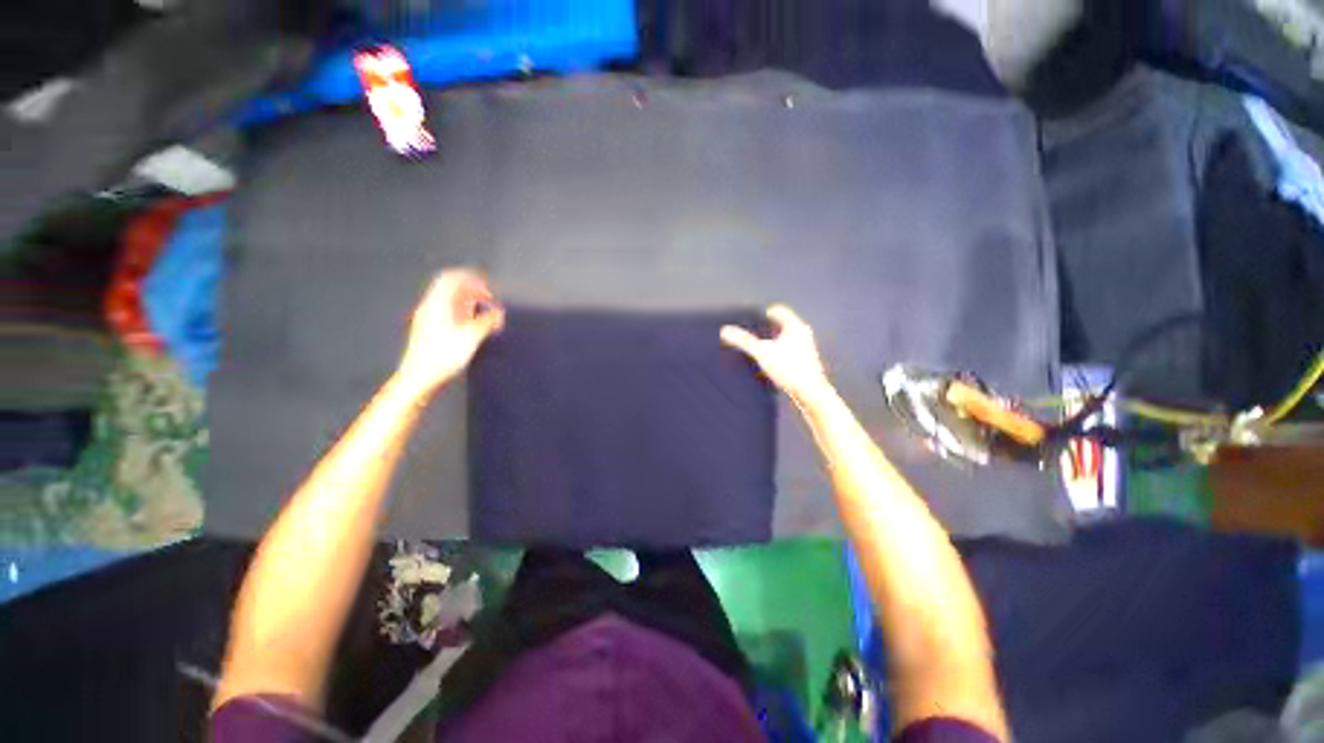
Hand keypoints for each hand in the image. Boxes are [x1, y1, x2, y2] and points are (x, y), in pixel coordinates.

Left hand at [396, 269, 504, 396]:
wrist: (419, 378)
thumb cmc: (443, 357)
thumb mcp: (471, 337)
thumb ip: (487, 322)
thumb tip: (499, 312)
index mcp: (437, 304)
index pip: (450, 279)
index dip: (469, 277)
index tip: (486, 282)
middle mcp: (430, 308)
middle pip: (449, 290)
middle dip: (471, 290)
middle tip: (489, 297)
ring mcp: (428, 320)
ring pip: (449, 302)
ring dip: (468, 303)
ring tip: (485, 311)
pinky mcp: (430, 331)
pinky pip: (448, 314)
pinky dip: (463, 313)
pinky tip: (474, 324)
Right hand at [721, 305, 830, 404]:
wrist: (810, 393)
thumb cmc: (791, 370)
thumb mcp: (762, 352)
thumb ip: (743, 340)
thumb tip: (725, 330)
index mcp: (794, 326)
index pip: (777, 310)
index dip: (762, 313)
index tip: (749, 318)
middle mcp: (802, 333)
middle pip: (780, 324)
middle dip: (764, 327)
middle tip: (750, 332)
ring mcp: (804, 347)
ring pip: (784, 337)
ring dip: (770, 340)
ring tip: (756, 347)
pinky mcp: (803, 360)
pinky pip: (787, 350)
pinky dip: (776, 351)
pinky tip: (767, 361)